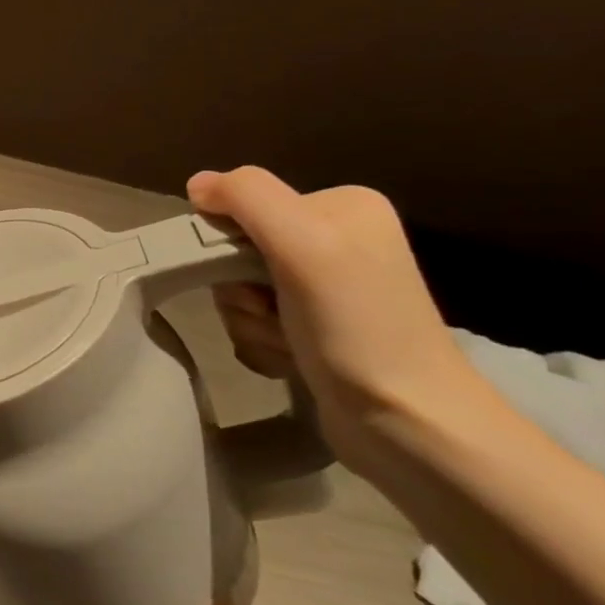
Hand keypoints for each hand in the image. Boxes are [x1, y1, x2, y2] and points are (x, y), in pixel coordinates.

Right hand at [187, 167, 487, 478]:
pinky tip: (290, 359)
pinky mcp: (317, 328)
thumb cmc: (357, 327)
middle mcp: (336, 240)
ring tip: (286, 343)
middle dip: (239, 290)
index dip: (228, 245)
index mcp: (340, 206)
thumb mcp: (304, 244)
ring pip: (240, 291)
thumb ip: (248, 198)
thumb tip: (196, 184)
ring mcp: (326, 288)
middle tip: (271, 313)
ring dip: (248, 322)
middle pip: (237, 251)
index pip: (243, 208)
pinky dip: (261, 342)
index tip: (253, 279)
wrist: (407, 421)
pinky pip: (255, 322)